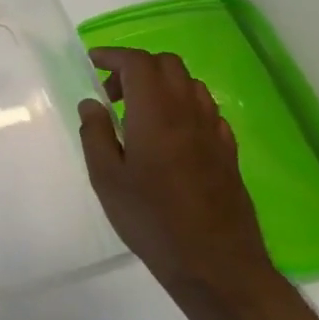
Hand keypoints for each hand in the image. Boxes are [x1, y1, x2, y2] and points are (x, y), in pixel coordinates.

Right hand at [77, 47, 277, 303]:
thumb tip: (92, 104)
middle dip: (136, 67)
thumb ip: (95, 134)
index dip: (113, 56)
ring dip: (161, 85)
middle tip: (112, 93)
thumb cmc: (151, 220)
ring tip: (137, 113)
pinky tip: (167, 134)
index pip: (138, 63)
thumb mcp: (106, 178)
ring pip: (190, 84)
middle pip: (168, 65)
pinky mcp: (227, 152)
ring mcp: (214, 132)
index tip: (91, 62)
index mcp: (156, 114)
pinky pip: (205, 110)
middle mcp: (189, 113)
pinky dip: (182, 106)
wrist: (215, 263)